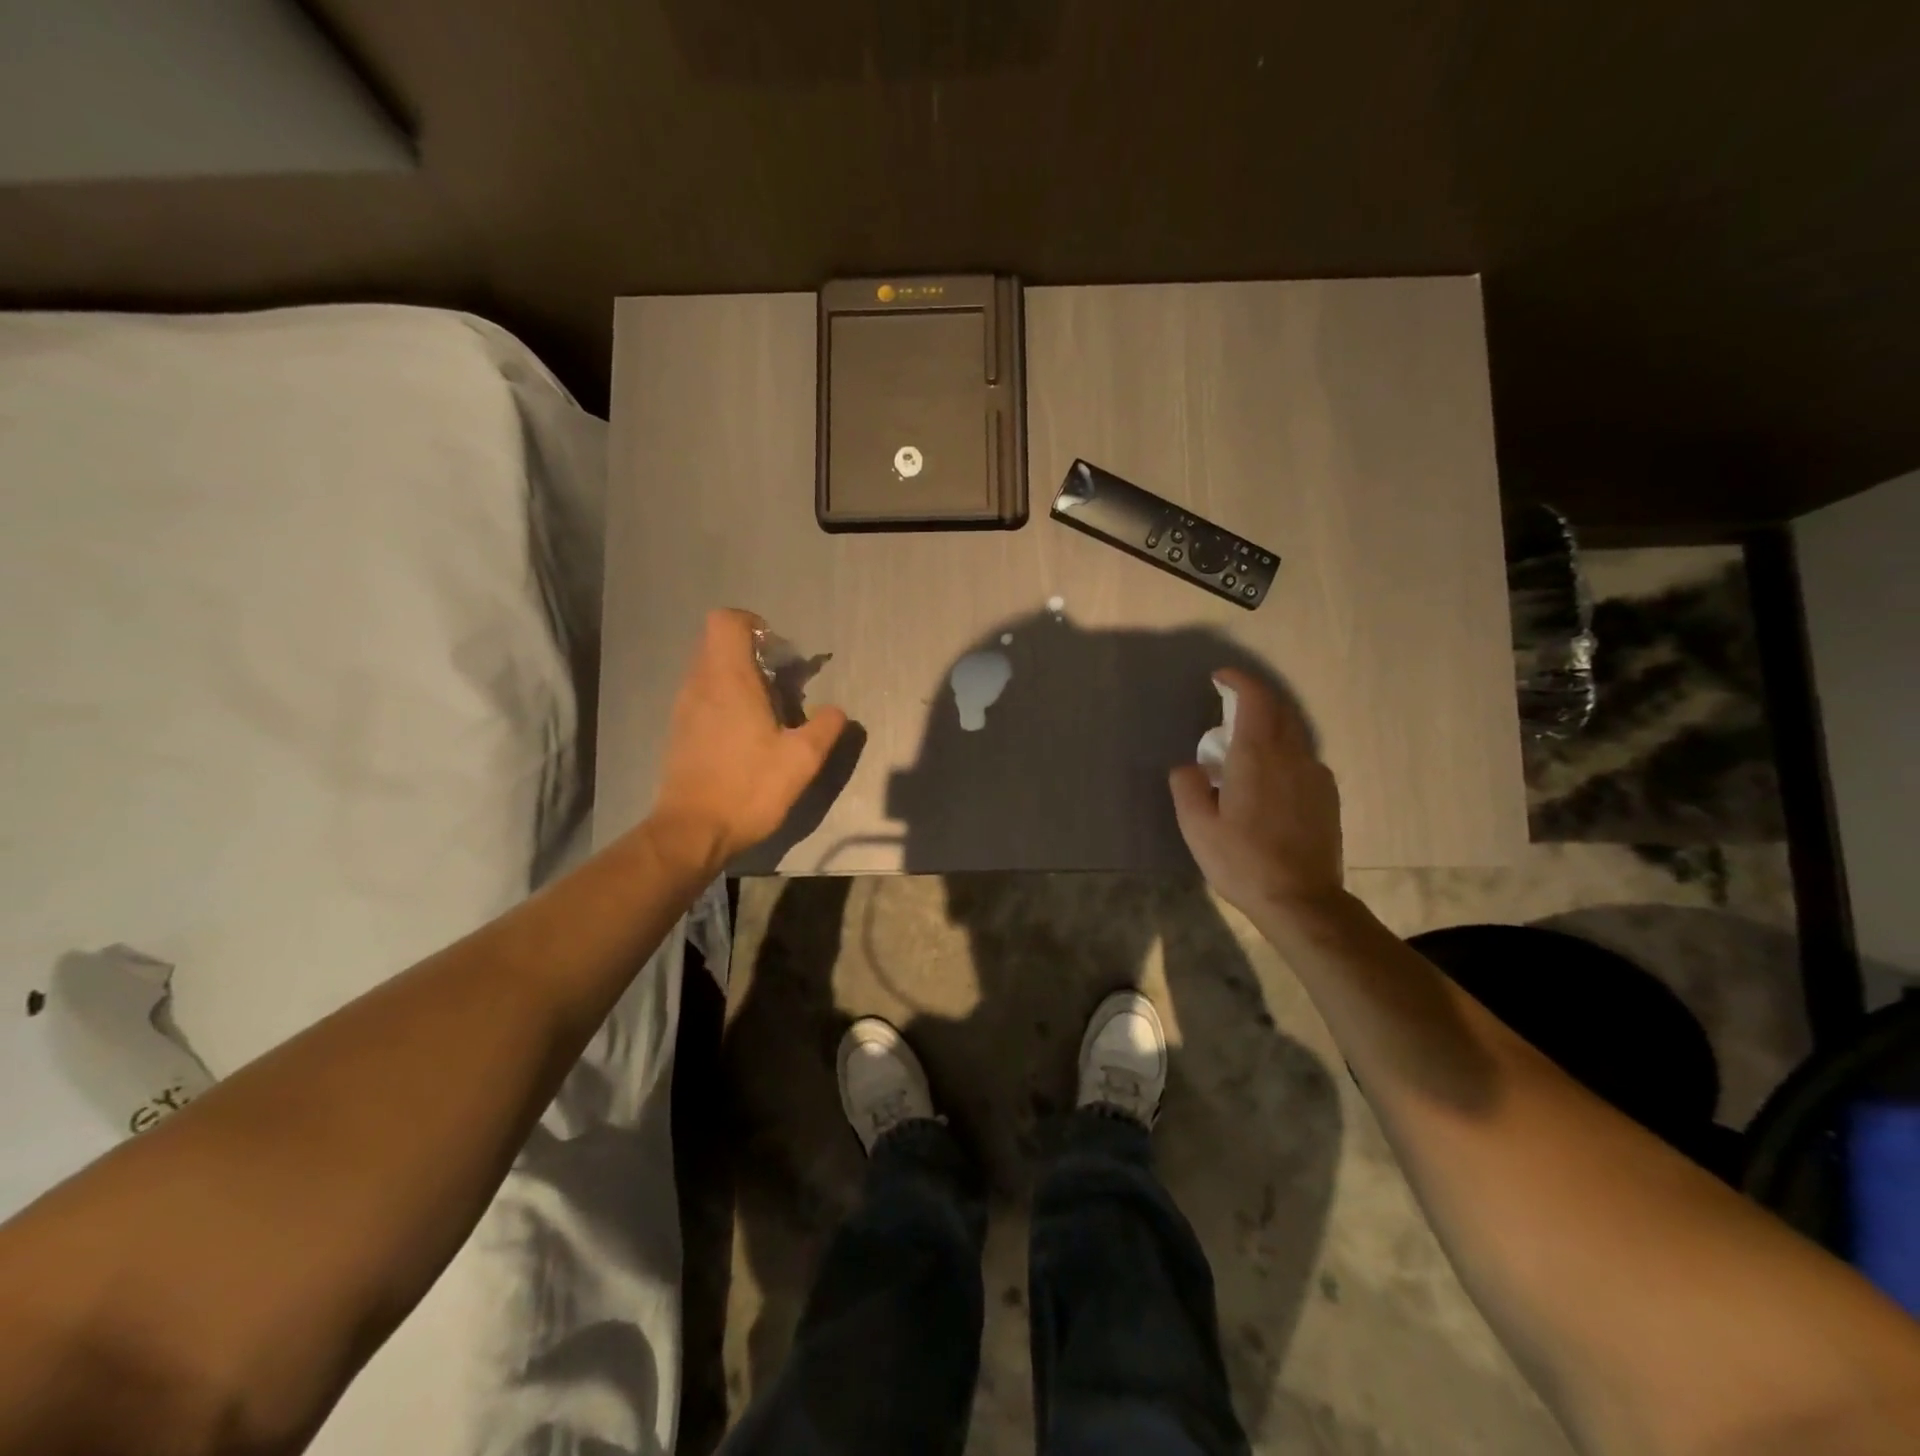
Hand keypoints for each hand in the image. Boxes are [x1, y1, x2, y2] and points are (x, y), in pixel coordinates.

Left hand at [648, 609, 847, 871]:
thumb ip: (825, 727)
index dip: (753, 624)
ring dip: (738, 677)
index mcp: (728, 680)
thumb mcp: (802, 760)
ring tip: (768, 711)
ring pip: (708, 670)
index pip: (726, 621)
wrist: (691, 832)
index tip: (778, 652)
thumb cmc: (748, 789)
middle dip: (751, 652)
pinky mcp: (679, 731)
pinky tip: (746, 735)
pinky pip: (702, 695)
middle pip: (717, 642)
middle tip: (781, 683)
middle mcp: (700, 685)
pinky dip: (724, 700)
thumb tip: (836, 711)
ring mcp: (684, 708)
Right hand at [1168, 669, 1344, 919]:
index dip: (1238, 680)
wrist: (1302, 901)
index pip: (1255, 698)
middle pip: (1279, 709)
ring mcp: (1316, 775)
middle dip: (1254, 699)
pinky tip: (1268, 782)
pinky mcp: (1328, 796)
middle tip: (1228, 709)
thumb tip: (1189, 767)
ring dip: (1269, 728)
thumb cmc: (1242, 861)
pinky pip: (1303, 759)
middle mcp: (1293, 755)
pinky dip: (1283, 753)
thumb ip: (1187, 786)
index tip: (1220, 677)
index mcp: (1258, 755)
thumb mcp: (1196, 826)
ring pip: (1294, 734)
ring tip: (1244, 751)